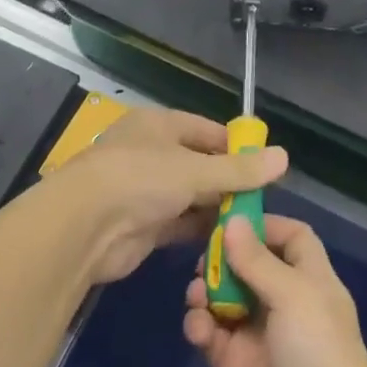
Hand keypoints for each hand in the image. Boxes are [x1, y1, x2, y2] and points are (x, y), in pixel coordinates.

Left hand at [55, 107, 286, 285]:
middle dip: (229, 182)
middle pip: (200, 164)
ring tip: (252, 223)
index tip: (265, 165)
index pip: (207, 131)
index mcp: (159, 125)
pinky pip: (179, 224)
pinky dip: (200, 231)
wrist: (82, 229)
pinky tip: (228, 241)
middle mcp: (152, 153)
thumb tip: (284, 157)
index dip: (236, 147)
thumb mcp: (195, 170)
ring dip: (216, 208)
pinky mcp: (142, 226)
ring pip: (190, 196)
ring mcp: (144, 191)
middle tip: (263, 200)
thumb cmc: (140, 179)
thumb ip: (239, 169)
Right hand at [182, 215, 366, 366]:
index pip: (291, 238)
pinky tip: (199, 328)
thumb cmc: (319, 354)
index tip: (232, 217)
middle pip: (250, 263)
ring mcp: (256, 333)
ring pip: (224, 296)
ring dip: (207, 288)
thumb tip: (233, 220)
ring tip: (197, 292)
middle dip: (225, 256)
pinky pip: (210, 333)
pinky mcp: (233, 366)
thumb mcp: (294, 297)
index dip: (265, 225)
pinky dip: (199, 325)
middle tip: (204, 256)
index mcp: (309, 279)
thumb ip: (258, 260)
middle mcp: (283, 300)